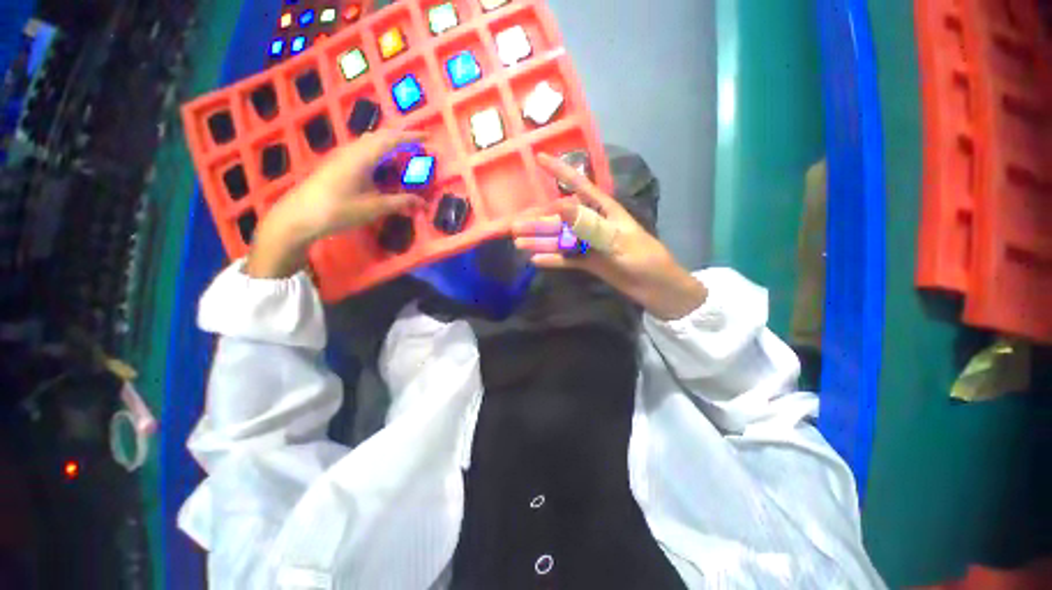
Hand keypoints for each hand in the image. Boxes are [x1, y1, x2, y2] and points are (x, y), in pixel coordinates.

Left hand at [246, 130, 426, 278]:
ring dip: (389, 146)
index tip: (428, 137)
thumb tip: (423, 203)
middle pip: (380, 136)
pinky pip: (362, 151)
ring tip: (404, 157)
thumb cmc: (338, 210)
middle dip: (401, 138)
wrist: (299, 215)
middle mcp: (352, 151)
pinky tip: (383, 169)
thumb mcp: (373, 208)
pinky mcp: (337, 164)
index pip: (391, 139)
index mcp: (362, 157)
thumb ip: (400, 203)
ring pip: (370, 142)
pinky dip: (379, 154)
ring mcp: (342, 156)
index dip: (411, 136)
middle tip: (419, 146)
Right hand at [512, 153, 706, 319]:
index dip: (559, 171)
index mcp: (603, 211)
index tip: (539, 157)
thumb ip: (589, 224)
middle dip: (538, 220)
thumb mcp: (616, 240)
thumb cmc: (643, 258)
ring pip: (560, 239)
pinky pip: (566, 258)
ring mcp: (589, 244)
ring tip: (518, 243)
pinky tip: (536, 260)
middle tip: (513, 226)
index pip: (578, 186)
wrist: (655, 288)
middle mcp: (593, 224)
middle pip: (560, 219)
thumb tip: (560, 206)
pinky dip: (552, 259)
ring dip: (540, 241)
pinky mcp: (589, 262)